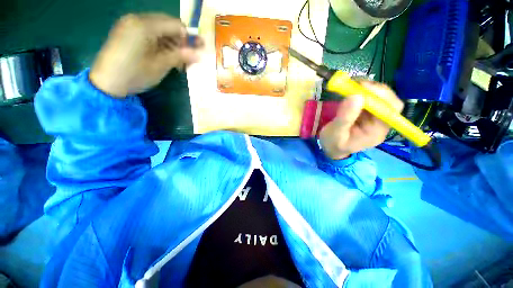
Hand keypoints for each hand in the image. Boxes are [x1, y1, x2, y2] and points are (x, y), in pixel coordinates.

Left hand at [90, 13, 202, 96]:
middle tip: (189, 56)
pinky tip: (166, 56)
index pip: (176, 24)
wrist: (106, 83)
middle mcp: (137, 19)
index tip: (199, 50)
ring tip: (178, 60)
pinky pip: (150, 33)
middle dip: (181, 40)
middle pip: (168, 24)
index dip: (189, 37)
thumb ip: (180, 56)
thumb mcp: (160, 66)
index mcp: (144, 25)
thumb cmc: (134, 74)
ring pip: (159, 29)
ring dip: (172, 43)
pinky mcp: (127, 32)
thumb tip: (199, 54)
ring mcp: (130, 25)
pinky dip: (161, 43)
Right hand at [319, 81, 403, 159]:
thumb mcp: (336, 133)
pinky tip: (350, 89)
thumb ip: (345, 118)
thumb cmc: (333, 144)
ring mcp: (373, 116)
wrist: (331, 148)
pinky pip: (368, 97)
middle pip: (387, 100)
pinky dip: (360, 90)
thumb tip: (356, 96)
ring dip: (366, 88)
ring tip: (350, 85)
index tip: (363, 87)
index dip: (381, 95)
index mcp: (377, 131)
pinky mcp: (365, 111)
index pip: (390, 110)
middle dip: (373, 89)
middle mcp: (380, 122)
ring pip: (378, 96)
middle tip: (355, 83)